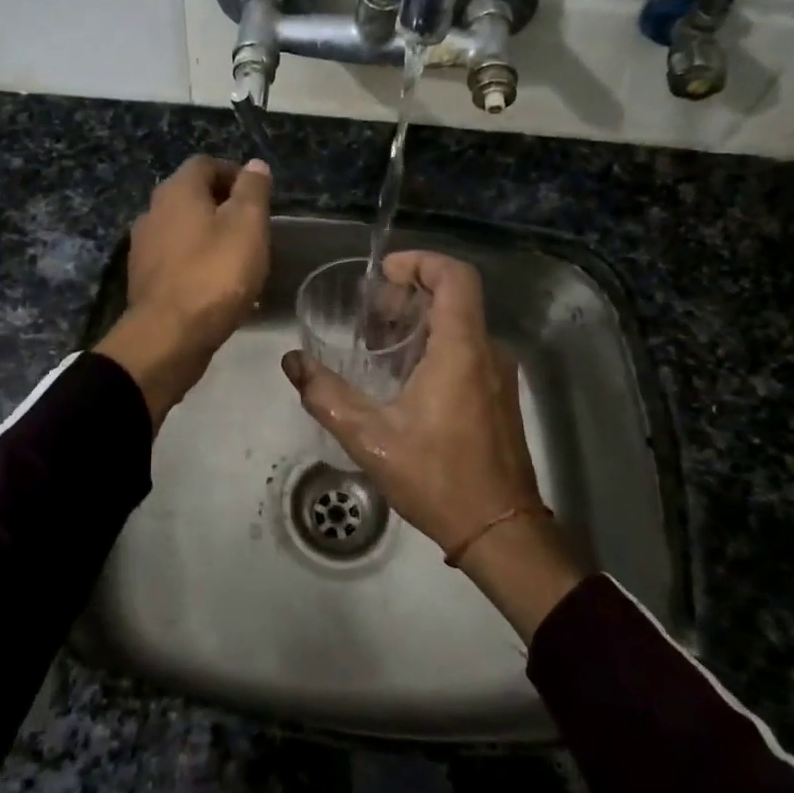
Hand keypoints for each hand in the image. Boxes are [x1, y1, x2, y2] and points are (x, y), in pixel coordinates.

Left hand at [96, 156, 271, 424]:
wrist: (169, 336)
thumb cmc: (215, 274)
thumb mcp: (247, 226)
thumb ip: (252, 191)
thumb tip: (254, 164)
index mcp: (177, 191)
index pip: (205, 164)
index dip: (233, 174)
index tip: (258, 196)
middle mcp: (153, 211)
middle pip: (191, 196)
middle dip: (222, 205)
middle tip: (252, 227)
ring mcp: (143, 247)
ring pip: (182, 229)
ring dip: (208, 236)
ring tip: (238, 258)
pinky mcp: (144, 279)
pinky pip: (175, 259)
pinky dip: (196, 262)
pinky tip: (216, 285)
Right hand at [281, 251, 587, 638]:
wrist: (500, 531)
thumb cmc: (438, 478)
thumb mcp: (371, 438)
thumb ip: (327, 396)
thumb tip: (292, 362)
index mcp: (462, 349)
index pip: (455, 276)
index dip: (421, 261)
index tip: (385, 273)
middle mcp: (488, 352)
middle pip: (454, 297)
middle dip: (410, 293)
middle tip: (369, 311)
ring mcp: (499, 374)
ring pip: (461, 325)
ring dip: (420, 322)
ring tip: (378, 342)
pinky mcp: (499, 396)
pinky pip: (468, 350)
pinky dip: (435, 345)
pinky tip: (404, 376)